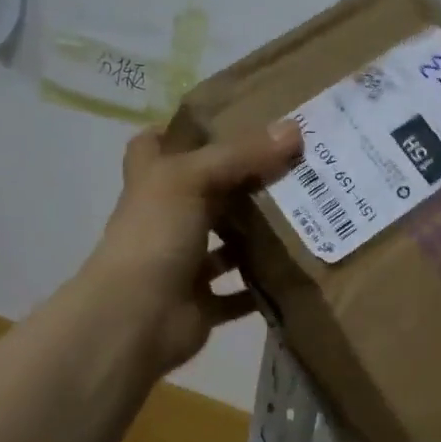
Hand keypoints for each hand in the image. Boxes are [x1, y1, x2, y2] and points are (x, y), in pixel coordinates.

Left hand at [89, 121, 301, 378]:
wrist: (134, 320)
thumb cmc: (154, 236)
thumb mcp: (193, 179)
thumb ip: (242, 154)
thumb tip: (295, 128)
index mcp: (153, 183)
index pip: (154, 146)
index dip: (180, 131)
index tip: (225, 121)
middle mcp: (166, 220)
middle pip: (205, 192)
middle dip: (243, 181)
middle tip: (291, 164)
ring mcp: (183, 263)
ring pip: (226, 242)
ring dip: (258, 233)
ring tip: (306, 212)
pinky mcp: (202, 302)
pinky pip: (240, 292)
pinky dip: (263, 285)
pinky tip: (298, 267)